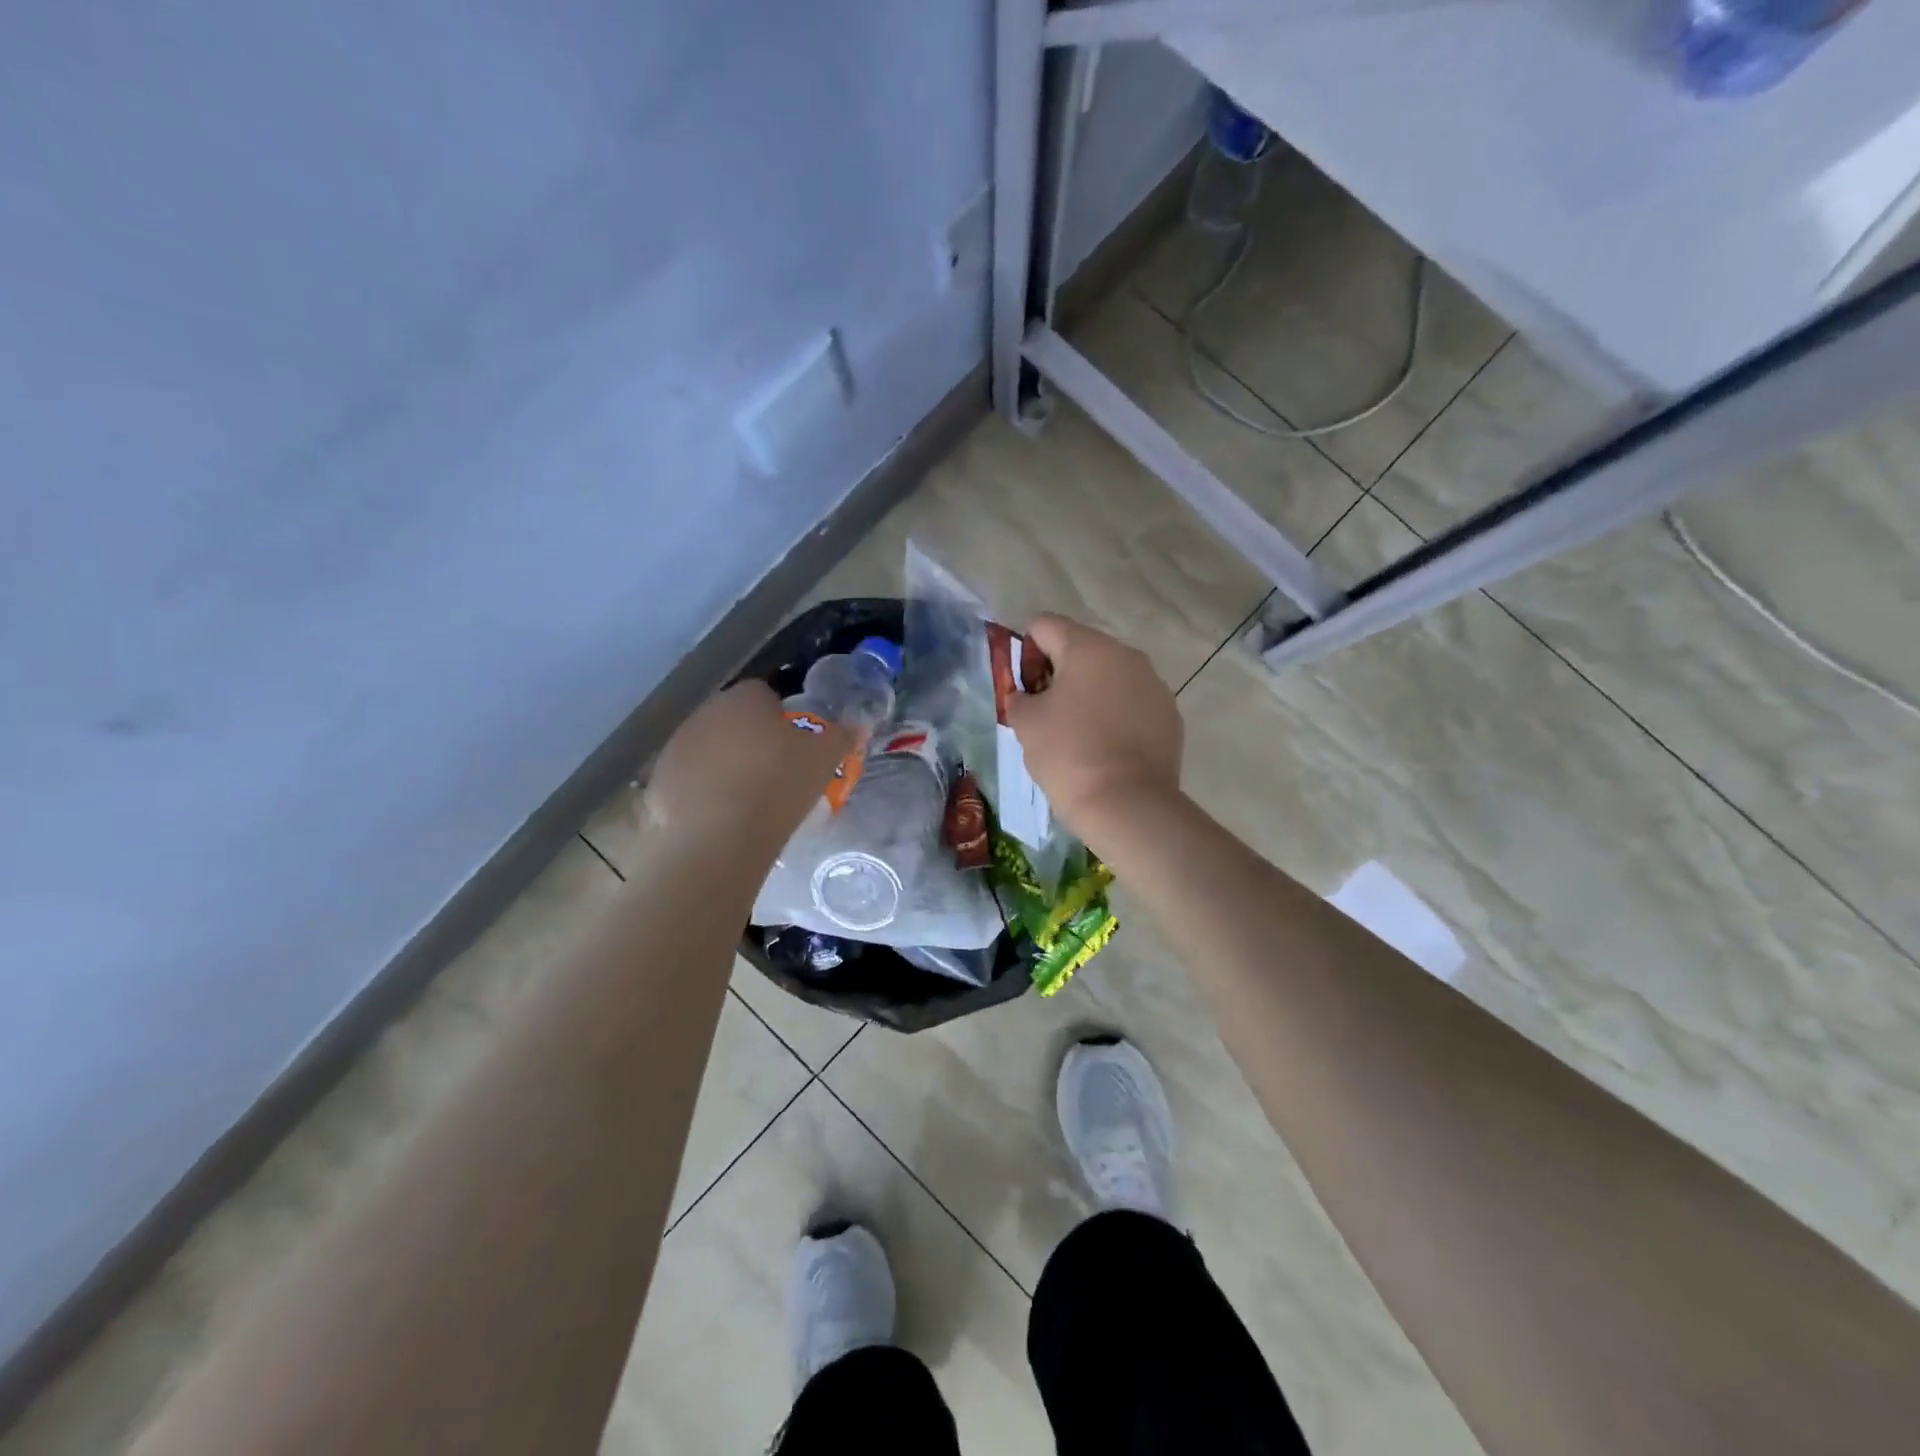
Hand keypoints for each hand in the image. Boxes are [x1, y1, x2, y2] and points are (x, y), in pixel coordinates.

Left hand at [646, 681, 854, 850]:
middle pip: (732, 720)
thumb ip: (842, 736)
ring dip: (723, 764)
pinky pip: (687, 780)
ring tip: (746, 798)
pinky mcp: (659, 782)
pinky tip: (720, 816)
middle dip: (749, 739)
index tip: (793, 745)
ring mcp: (676, 746)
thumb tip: (858, 725)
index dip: (781, 718)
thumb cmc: (779, 785)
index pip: (764, 694)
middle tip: (773, 772)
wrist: (722, 836)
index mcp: (744, 698)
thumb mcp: (825, 759)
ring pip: (707, 749)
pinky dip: (701, 792)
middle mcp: (705, 712)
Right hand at [1003, 614, 1182, 838]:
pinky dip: (1118, 716)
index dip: (1026, 651)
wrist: (1127, 805)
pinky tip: (1109, 749)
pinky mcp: (1170, 714)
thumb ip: (1019, 697)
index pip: (1044, 626)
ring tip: (1081, 735)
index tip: (1025, 688)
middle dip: (1060, 674)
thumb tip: (1026, 695)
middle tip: (1047, 713)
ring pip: (1111, 677)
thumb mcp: (1025, 724)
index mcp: (1088, 648)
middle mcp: (1127, 655)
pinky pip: (1134, 703)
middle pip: (1082, 649)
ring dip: (1092, 694)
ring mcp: (1154, 684)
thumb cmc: (1068, 755)